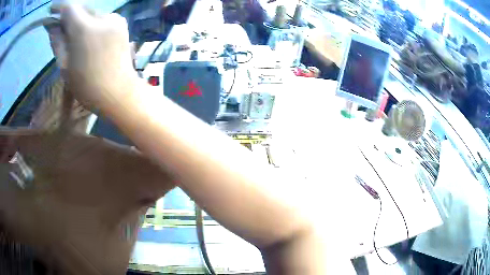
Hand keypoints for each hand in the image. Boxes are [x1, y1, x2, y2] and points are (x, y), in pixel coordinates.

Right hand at [60, 5, 137, 111]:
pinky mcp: (121, 22)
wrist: (119, 92)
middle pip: (82, 8)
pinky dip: (91, 23)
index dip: (59, 6)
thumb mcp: (65, 67)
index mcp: (85, 29)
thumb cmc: (87, 86)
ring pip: (91, 13)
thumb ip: (58, 42)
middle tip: (59, 25)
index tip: (52, 8)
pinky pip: (101, 18)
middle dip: (69, 15)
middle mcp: (103, 17)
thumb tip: (52, 25)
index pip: (70, 7)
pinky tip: (89, 37)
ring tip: (73, 35)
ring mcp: (115, 18)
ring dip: (80, 20)